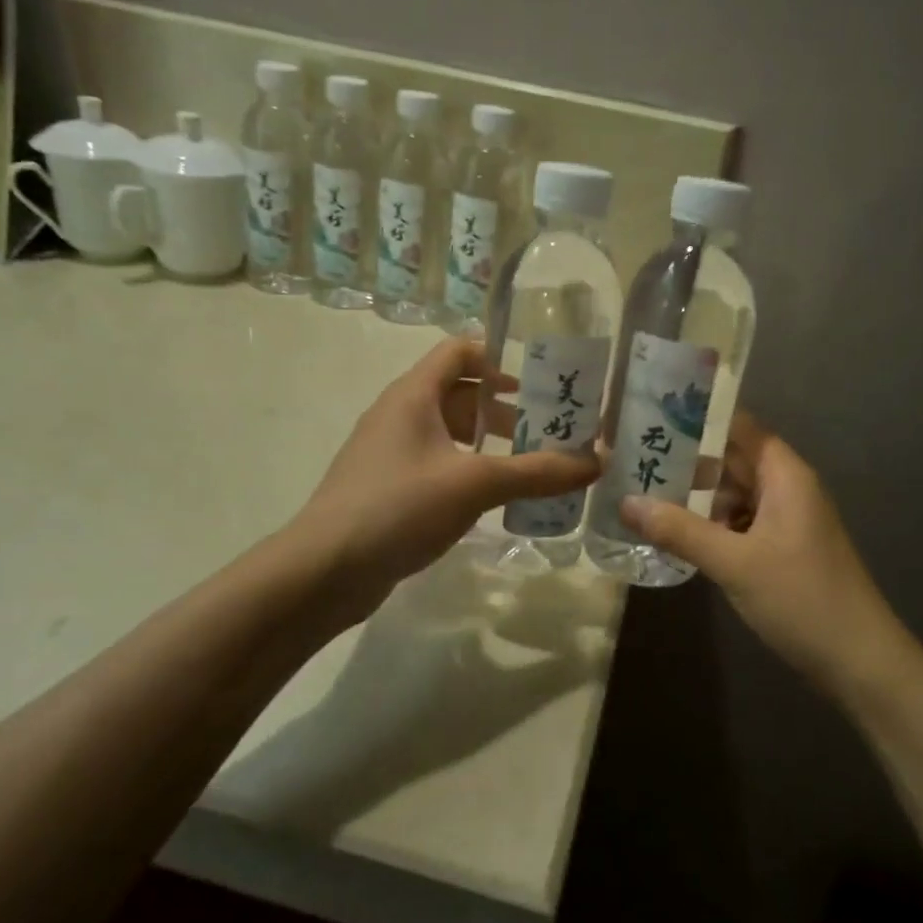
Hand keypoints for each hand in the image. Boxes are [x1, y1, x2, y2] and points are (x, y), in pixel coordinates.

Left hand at [298, 339, 599, 618]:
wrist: (324, 571)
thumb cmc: (399, 506)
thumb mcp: (475, 484)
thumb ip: (537, 472)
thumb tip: (598, 460)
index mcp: (413, 394)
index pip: (459, 351)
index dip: (499, 358)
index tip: (539, 381)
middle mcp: (399, 414)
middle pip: (459, 394)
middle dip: (505, 409)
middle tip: (550, 430)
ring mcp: (390, 453)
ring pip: (449, 433)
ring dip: (489, 444)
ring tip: (531, 467)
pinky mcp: (388, 488)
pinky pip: (437, 465)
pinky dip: (469, 471)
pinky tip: (494, 500)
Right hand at [619, 413, 900, 692]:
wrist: (859, 661)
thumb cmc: (801, 598)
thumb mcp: (734, 562)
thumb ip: (679, 530)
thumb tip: (625, 502)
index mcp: (784, 475)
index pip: (738, 426)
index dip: (698, 418)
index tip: (650, 415)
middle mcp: (787, 488)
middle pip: (733, 459)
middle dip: (687, 460)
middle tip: (633, 458)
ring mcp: (786, 520)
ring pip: (734, 494)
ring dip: (696, 496)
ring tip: (643, 494)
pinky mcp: (782, 549)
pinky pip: (741, 522)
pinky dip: (712, 524)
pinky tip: (677, 535)